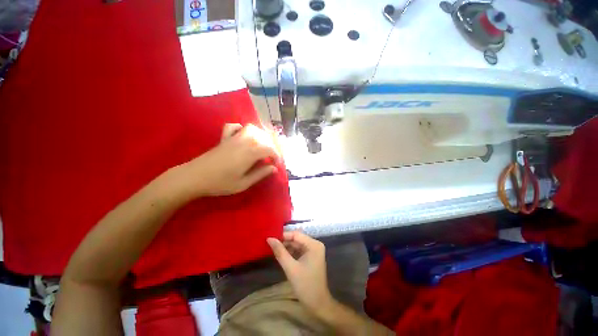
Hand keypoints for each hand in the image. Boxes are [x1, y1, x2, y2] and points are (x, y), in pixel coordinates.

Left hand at [178, 123, 279, 198]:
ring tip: (261, 146)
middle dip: (270, 146)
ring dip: (259, 136)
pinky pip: (233, 127)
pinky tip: (243, 136)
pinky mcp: (224, 138)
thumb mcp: (243, 183)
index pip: (269, 149)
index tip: (276, 164)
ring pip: (251, 129)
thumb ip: (260, 174)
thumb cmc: (220, 183)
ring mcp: (233, 138)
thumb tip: (274, 168)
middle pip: (263, 138)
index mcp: (250, 153)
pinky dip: (241, 128)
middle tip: (270, 157)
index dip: (276, 156)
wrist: (194, 177)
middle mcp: (244, 142)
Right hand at [267, 231, 333, 311]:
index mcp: (314, 244)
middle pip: (297, 239)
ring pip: (297, 245)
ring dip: (286, 247)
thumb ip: (280, 252)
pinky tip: (281, 255)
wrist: (318, 304)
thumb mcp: (291, 268)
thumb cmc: (305, 286)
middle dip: (284, 242)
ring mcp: (314, 251)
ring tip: (273, 249)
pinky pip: (299, 250)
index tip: (270, 238)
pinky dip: (290, 252)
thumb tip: (269, 239)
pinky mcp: (311, 257)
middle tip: (270, 244)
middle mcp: (315, 244)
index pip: (296, 234)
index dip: (283, 236)